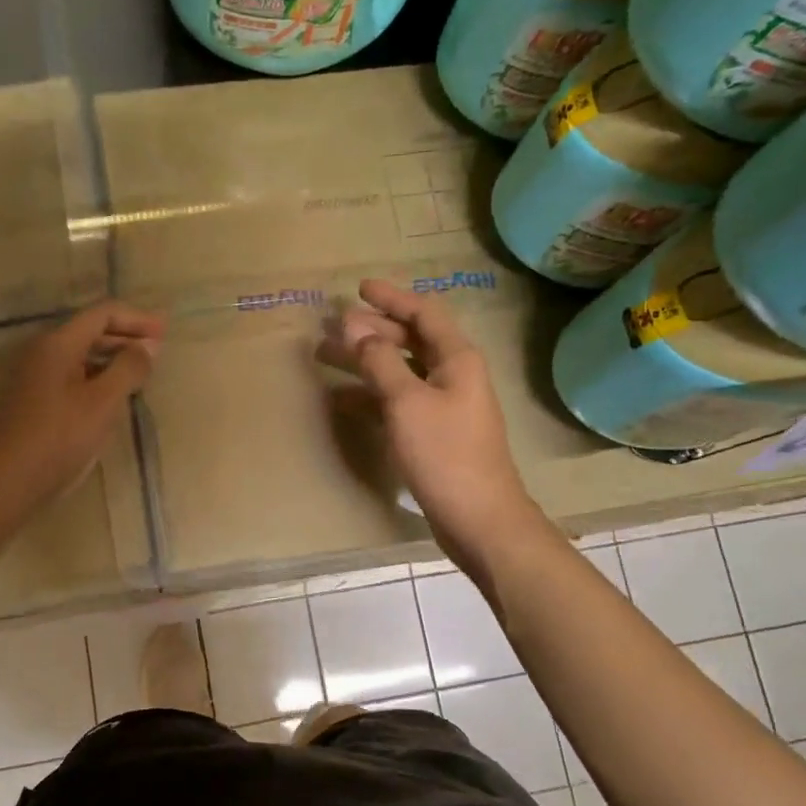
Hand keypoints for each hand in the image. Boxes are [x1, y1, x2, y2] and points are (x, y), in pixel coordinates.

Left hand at [0, 302, 163, 534]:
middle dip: (127, 337)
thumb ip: (128, 368)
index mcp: (58, 344)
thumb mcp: (102, 403)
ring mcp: (35, 379)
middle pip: (90, 332)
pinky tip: (113, 399)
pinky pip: (73, 378)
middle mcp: (43, 353)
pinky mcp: (34, 403)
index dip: (137, 319)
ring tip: (142, 375)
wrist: (4, 484)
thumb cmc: (57, 439)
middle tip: (159, 351)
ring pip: (81, 357)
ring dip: (113, 359)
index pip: (103, 314)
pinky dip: (98, 379)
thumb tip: (149, 345)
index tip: (166, 333)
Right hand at [317, 280, 538, 573]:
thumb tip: (354, 327)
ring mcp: (445, 406)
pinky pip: (398, 401)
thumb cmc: (444, 453)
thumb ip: (379, 361)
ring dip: (366, 362)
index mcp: (457, 358)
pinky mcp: (434, 434)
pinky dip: (372, 395)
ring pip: (400, 371)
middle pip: (410, 340)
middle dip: (372, 331)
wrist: (478, 516)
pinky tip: (343, 400)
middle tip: (333, 328)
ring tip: (327, 358)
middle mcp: (454, 375)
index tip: (359, 289)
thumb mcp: (406, 402)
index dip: (391, 298)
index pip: (423, 313)